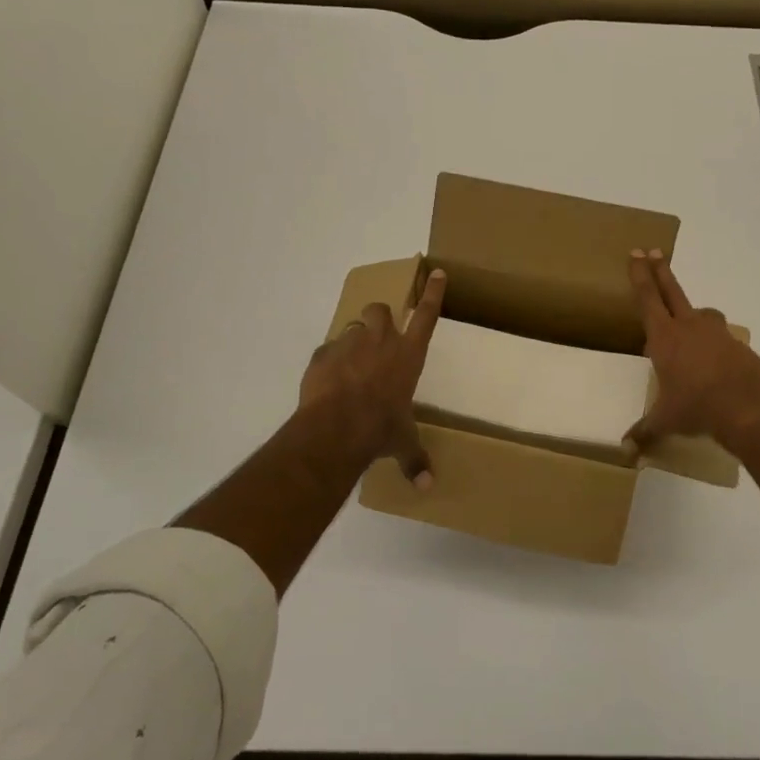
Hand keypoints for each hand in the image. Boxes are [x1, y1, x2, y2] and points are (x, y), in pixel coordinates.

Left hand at [300, 269, 445, 486]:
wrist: (337, 427)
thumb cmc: (382, 429)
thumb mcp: (402, 443)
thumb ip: (415, 458)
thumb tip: (428, 486)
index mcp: (409, 355)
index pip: (426, 315)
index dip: (433, 293)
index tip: (437, 272)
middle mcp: (382, 341)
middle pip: (381, 310)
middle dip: (380, 318)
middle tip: (377, 337)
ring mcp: (350, 344)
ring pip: (353, 326)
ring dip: (354, 340)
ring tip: (350, 365)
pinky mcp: (322, 354)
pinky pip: (327, 350)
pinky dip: (328, 362)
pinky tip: (327, 382)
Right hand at [626, 250, 759, 450]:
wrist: (750, 407)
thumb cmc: (697, 407)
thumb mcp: (666, 420)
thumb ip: (645, 431)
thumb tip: (625, 450)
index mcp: (664, 337)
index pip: (647, 299)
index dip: (640, 276)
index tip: (636, 254)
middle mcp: (689, 327)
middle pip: (671, 291)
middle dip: (660, 271)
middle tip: (652, 251)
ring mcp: (716, 334)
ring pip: (701, 313)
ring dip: (692, 313)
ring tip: (687, 322)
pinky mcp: (737, 346)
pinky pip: (720, 337)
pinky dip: (713, 342)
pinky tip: (713, 360)